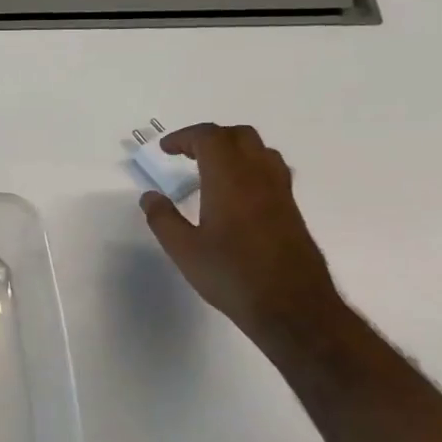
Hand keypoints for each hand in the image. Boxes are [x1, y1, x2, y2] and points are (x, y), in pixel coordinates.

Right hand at [140, 123, 343, 339]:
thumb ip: (163, 219)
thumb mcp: (184, 250)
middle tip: (186, 155)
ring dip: (234, 149)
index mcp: (229, 179)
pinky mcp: (292, 209)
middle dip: (210, 137)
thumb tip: (150, 196)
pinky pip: (272, 170)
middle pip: (238, 135)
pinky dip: (250, 167)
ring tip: (212, 170)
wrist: (292, 306)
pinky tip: (238, 195)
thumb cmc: (232, 275)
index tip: (165, 150)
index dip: (184, 137)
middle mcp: (258, 176)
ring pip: (260, 150)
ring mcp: (280, 192)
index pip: (209, 137)